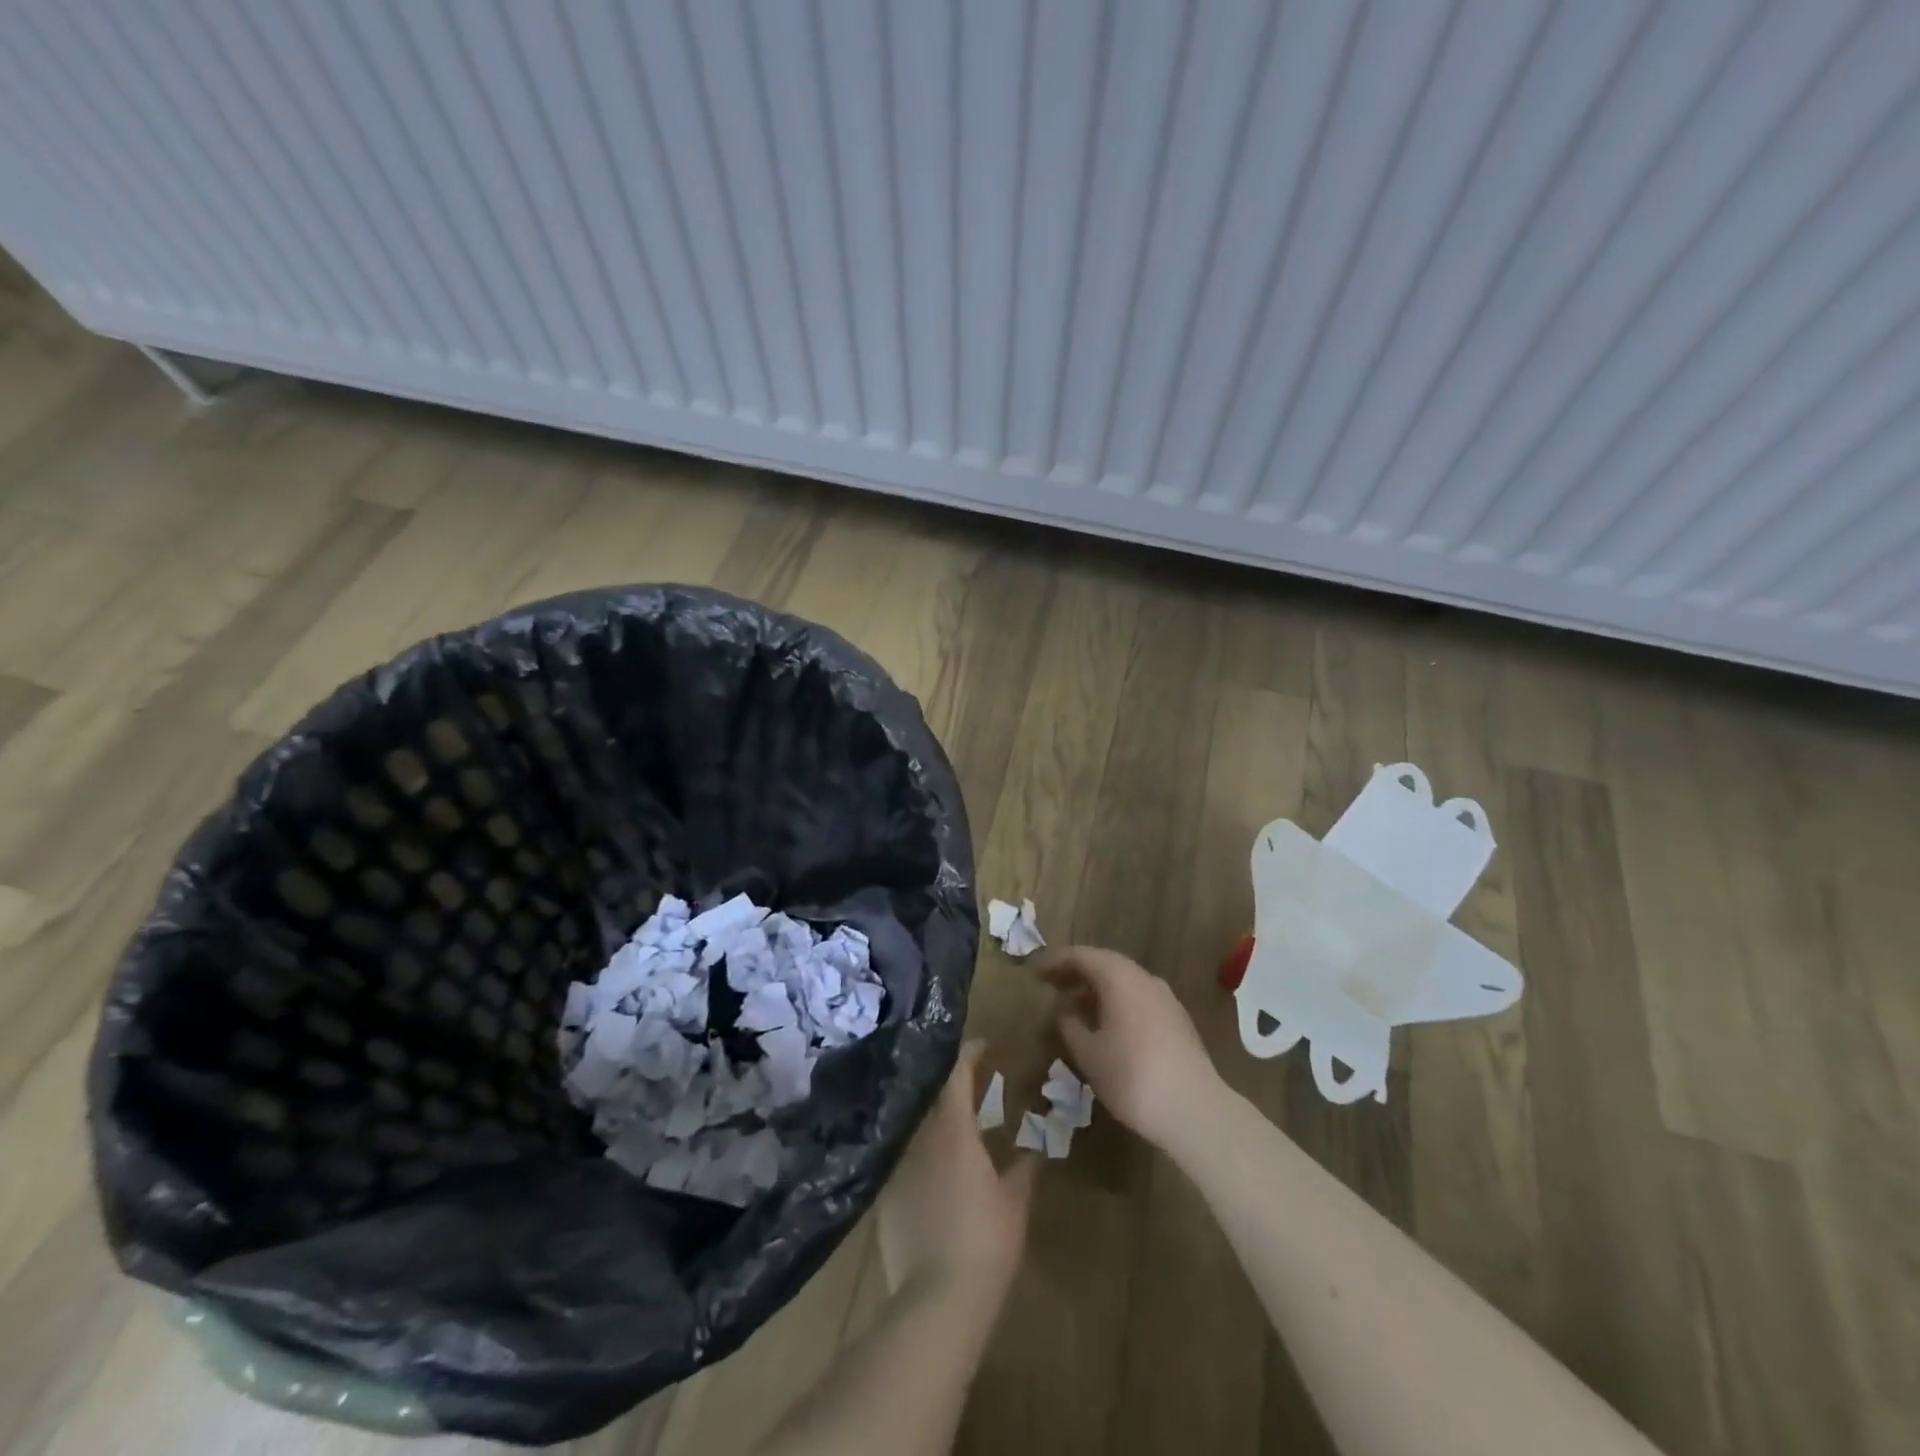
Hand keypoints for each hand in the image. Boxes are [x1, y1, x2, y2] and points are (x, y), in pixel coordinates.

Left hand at [879, 1042, 1036, 1298]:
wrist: (935, 1301)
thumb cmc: (985, 1242)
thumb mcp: (1015, 1203)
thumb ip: (1024, 1169)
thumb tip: (1035, 1149)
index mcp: (953, 1129)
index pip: (957, 1073)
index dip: (970, 1053)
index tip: (983, 1045)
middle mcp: (918, 1136)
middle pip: (930, 1094)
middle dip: (949, 1084)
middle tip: (972, 1083)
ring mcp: (896, 1165)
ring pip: (914, 1125)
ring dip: (932, 1117)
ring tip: (951, 1121)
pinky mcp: (882, 1196)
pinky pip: (901, 1158)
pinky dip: (917, 1152)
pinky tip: (929, 1167)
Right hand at [1042, 946, 1219, 1149]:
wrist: (1195, 1110)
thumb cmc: (1132, 1077)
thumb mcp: (1089, 1055)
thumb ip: (1071, 1026)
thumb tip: (1065, 1011)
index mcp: (1120, 978)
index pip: (1083, 956)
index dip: (1057, 961)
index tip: (1037, 972)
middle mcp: (1144, 978)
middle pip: (1106, 964)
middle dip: (1078, 973)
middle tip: (1054, 986)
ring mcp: (1165, 998)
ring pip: (1125, 981)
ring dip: (1098, 989)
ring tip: (1076, 1008)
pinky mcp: (1177, 1019)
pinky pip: (1139, 998)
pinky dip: (1117, 1002)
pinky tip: (1107, 1026)